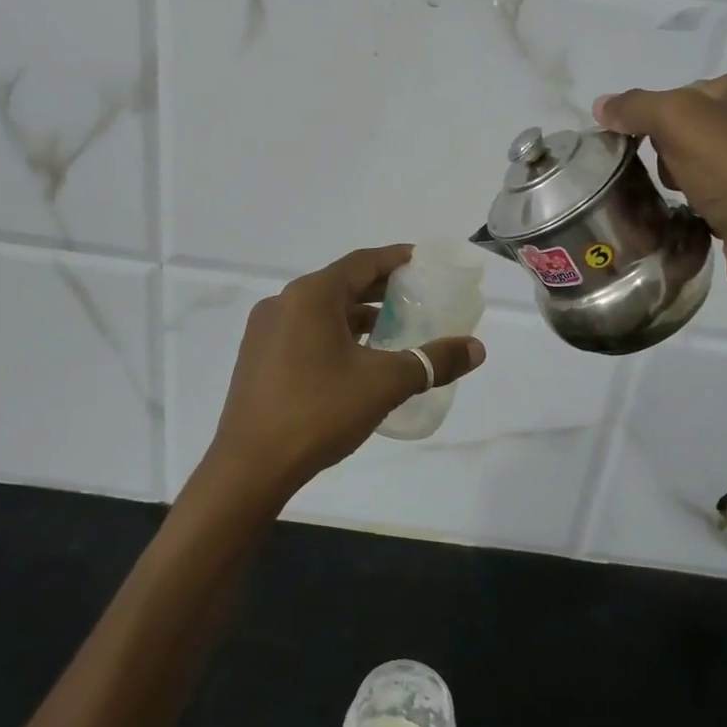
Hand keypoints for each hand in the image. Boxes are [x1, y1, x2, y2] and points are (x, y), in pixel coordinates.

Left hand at [205, 245, 485, 499]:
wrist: (249, 468)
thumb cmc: (319, 412)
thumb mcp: (384, 384)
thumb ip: (432, 361)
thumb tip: (477, 349)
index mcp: (310, 296)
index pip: (362, 262)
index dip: (396, 259)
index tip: (423, 262)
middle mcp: (284, 303)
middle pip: (341, 283)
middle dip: (380, 289)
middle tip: (417, 296)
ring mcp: (265, 331)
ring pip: (322, 310)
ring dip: (357, 315)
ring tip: (393, 329)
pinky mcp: (258, 358)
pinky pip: (304, 332)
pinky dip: (335, 334)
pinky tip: (356, 358)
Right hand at [593, 70, 726, 311]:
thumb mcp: (678, 121)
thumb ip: (635, 107)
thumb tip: (601, 105)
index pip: (679, 92)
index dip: (654, 119)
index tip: (645, 146)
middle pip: (684, 128)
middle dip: (666, 153)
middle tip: (673, 175)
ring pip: (693, 163)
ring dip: (678, 181)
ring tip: (686, 199)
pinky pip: (708, 194)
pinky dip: (696, 204)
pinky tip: (696, 216)